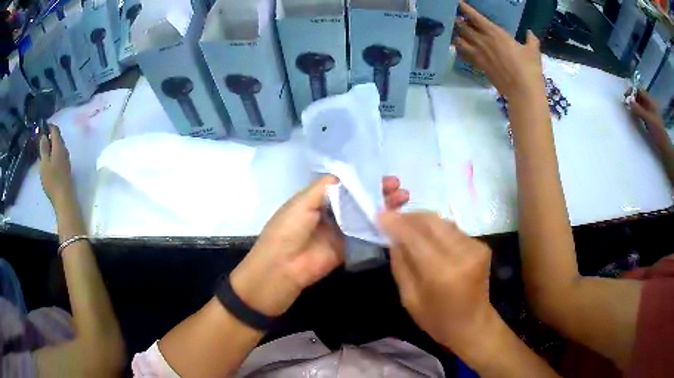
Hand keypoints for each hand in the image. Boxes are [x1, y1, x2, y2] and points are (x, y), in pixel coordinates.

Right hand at [38, 125, 74, 208]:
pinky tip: (49, 160)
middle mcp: (65, 149)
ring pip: (59, 146)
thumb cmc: (52, 180)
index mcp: (59, 146)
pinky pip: (59, 155)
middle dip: (49, 136)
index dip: (49, 126)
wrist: (64, 199)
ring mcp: (66, 159)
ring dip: (51, 145)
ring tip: (43, 149)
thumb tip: (44, 135)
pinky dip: (54, 153)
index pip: (55, 130)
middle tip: (41, 139)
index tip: (42, 127)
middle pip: (58, 137)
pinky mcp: (66, 168)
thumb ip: (44, 148)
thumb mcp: (44, 163)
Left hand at [231, 176, 409, 316]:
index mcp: (315, 199)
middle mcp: (328, 213)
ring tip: (403, 200)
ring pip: (363, 216)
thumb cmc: (286, 231)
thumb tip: (348, 177)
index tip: (384, 177)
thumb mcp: (301, 203)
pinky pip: (363, 236)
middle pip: (357, 200)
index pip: (345, 185)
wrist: (280, 270)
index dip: (364, 180)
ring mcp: (337, 232)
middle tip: (400, 188)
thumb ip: (324, 188)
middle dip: (377, 193)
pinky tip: (395, 221)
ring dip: (381, 208)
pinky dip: (378, 228)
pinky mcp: (345, 249)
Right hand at [378, 212, 496, 354]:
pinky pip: (453, 229)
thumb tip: (393, 237)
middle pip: (431, 221)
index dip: (396, 223)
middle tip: (392, 219)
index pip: (415, 236)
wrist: (473, 324)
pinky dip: (437, 229)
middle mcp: (462, 253)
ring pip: (443, 222)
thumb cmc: (437, 319)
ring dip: (422, 221)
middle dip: (409, 217)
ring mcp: (476, 247)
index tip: (380, 214)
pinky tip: (428, 237)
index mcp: (442, 272)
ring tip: (407, 226)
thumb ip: (401, 264)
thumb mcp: (409, 298)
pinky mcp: (482, 246)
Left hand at [454, 1, 543, 98]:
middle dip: (459, 22)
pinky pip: (464, 56)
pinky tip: (460, 50)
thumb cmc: (529, 69)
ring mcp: (479, 55)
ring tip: (457, 33)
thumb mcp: (533, 51)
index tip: (459, 4)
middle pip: (464, 28)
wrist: (523, 92)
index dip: (466, 9)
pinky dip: (460, 51)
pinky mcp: (479, 67)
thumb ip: (531, 40)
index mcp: (495, 33)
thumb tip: (530, 33)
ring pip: (460, 41)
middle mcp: (483, 41)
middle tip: (457, 19)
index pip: (476, 17)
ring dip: (457, 35)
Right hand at [626, 88, 665, 131]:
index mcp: (649, 100)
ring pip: (640, 105)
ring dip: (634, 107)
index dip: (632, 91)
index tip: (626, 97)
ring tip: (630, 112)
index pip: (639, 90)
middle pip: (639, 96)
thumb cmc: (657, 131)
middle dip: (632, 99)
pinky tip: (635, 117)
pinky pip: (641, 112)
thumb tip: (628, 101)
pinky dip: (637, 113)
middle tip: (627, 105)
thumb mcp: (648, 119)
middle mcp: (649, 104)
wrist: (664, 146)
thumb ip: (638, 110)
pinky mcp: (649, 120)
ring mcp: (649, 112)